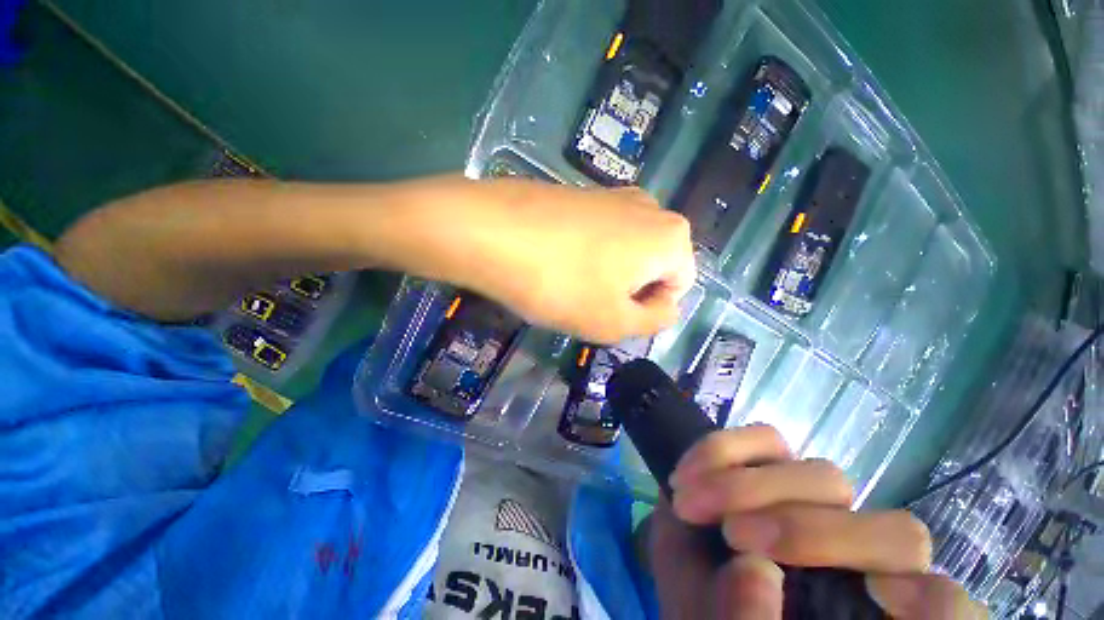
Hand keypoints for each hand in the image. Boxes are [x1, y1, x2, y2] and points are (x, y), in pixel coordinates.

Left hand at [426, 177, 695, 343]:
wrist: (491, 232)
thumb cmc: (561, 284)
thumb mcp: (615, 323)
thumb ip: (654, 321)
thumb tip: (665, 306)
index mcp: (670, 235)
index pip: (679, 285)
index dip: (648, 309)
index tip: (612, 316)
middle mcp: (649, 206)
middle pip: (650, 266)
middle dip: (627, 290)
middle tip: (589, 303)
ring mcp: (611, 194)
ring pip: (622, 251)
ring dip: (604, 275)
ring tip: (569, 285)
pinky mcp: (580, 193)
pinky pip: (596, 235)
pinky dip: (584, 255)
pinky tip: (555, 263)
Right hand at [648, 425, 985, 618]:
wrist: (684, 572)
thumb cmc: (706, 611)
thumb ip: (743, 618)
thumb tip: (757, 572)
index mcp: (865, 610)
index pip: (945, 606)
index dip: (932, 601)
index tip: (874, 595)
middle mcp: (861, 556)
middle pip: (893, 532)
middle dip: (805, 530)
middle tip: (729, 535)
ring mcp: (820, 502)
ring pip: (824, 476)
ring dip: (749, 486)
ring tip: (691, 503)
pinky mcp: (776, 462)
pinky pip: (765, 438)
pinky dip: (723, 450)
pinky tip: (689, 473)